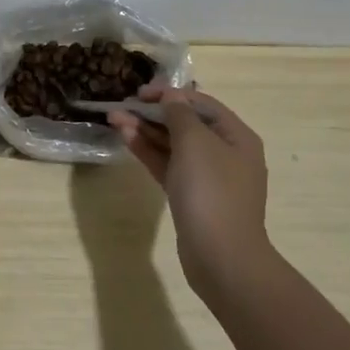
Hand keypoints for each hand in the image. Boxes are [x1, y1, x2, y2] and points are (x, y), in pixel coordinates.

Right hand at [107, 86, 271, 304]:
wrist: (221, 257)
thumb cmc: (212, 192)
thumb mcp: (195, 143)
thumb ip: (179, 115)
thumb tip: (171, 96)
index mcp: (236, 136)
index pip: (201, 104)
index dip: (171, 94)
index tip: (140, 92)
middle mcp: (225, 153)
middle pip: (185, 124)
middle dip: (153, 113)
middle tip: (121, 107)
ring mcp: (208, 177)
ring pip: (173, 146)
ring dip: (145, 131)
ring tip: (113, 119)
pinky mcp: (190, 197)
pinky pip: (168, 166)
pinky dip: (148, 152)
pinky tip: (126, 139)